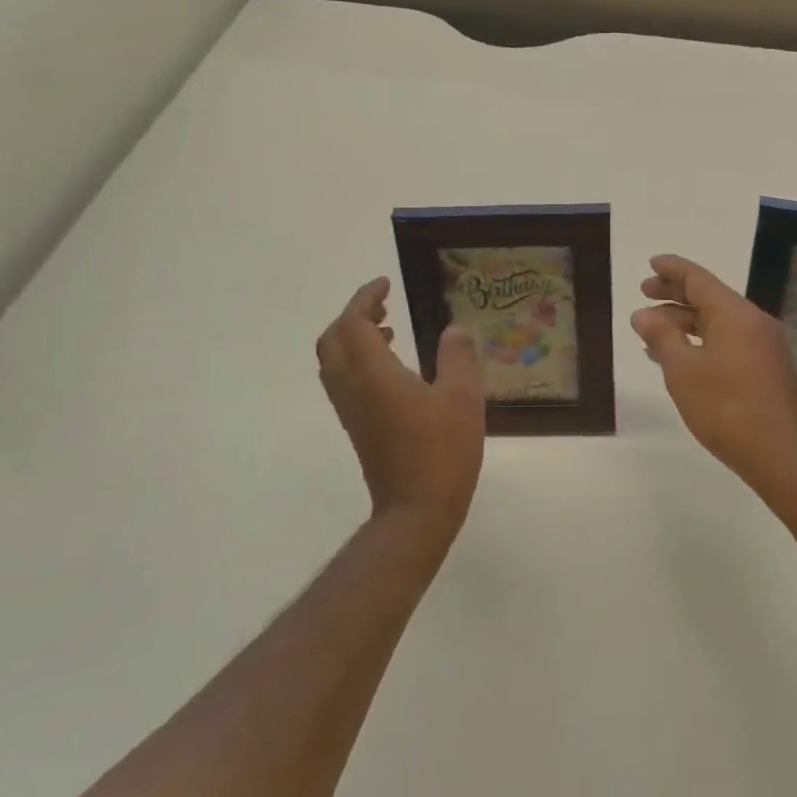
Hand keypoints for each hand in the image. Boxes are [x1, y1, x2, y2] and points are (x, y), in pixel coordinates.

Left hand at [316, 278, 485, 538]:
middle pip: (333, 339)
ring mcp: (350, 410)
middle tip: (383, 304)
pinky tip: (392, 367)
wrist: (415, 511)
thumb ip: (458, 356)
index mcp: (373, 374)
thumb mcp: (463, 398)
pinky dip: (357, 360)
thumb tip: (454, 329)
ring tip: (388, 330)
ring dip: (353, 337)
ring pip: (334, 361)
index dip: (365, 298)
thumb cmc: (441, 452)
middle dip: (353, 315)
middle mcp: (352, 387)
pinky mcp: (356, 426)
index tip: (385, 284)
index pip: (353, 323)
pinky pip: (343, 380)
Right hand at [631, 255, 796, 497]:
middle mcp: (753, 323)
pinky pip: (727, 341)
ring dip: (685, 321)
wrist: (780, 456)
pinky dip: (700, 341)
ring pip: (717, 322)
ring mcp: (763, 347)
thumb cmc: (726, 408)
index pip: (698, 279)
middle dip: (675, 294)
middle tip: (645, 292)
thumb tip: (644, 314)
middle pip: (709, 298)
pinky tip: (678, 358)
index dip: (673, 269)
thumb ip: (661, 336)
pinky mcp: (765, 369)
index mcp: (735, 314)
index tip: (652, 263)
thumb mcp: (682, 370)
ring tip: (651, 330)